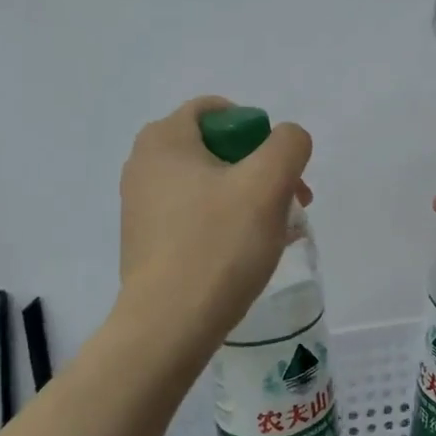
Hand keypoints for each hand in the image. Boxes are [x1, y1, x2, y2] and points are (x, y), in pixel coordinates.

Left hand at [118, 96, 314, 367]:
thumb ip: (288, 145)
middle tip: (294, 201)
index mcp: (164, 140)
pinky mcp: (148, 241)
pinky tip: (254, 251)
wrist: (169, 326)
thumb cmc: (218, 244)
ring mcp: (142, 206)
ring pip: (211, 185)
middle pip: (217, 149)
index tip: (279, 164)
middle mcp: (144, 165)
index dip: (256, 129)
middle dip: (261, 169)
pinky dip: (228, 223)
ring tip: (282, 231)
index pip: (216, 110)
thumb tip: (288, 141)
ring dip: (250, 198)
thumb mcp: (267, 183)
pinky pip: (197, 216)